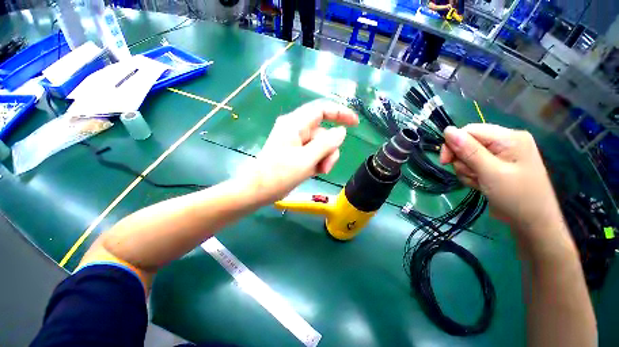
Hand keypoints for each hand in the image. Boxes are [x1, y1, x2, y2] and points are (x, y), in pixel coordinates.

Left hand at [247, 99, 358, 204]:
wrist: (257, 190)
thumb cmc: (279, 174)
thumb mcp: (306, 159)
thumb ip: (326, 144)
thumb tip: (341, 131)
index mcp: (295, 124)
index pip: (322, 109)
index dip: (340, 113)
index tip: (355, 124)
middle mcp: (295, 129)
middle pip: (323, 132)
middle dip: (329, 149)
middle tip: (325, 167)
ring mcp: (295, 141)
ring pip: (320, 145)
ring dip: (323, 158)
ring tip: (318, 172)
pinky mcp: (295, 152)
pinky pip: (313, 152)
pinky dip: (316, 162)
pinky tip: (312, 172)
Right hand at [439, 124, 566, 244]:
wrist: (532, 223)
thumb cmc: (516, 197)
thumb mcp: (491, 173)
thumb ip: (469, 151)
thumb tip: (447, 131)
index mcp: (509, 138)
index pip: (470, 131)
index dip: (453, 144)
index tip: (444, 162)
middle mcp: (504, 142)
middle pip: (467, 143)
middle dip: (463, 160)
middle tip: (472, 175)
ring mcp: (500, 154)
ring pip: (467, 156)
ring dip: (467, 170)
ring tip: (479, 182)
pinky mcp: (495, 165)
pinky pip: (472, 165)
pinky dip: (471, 175)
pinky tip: (481, 184)